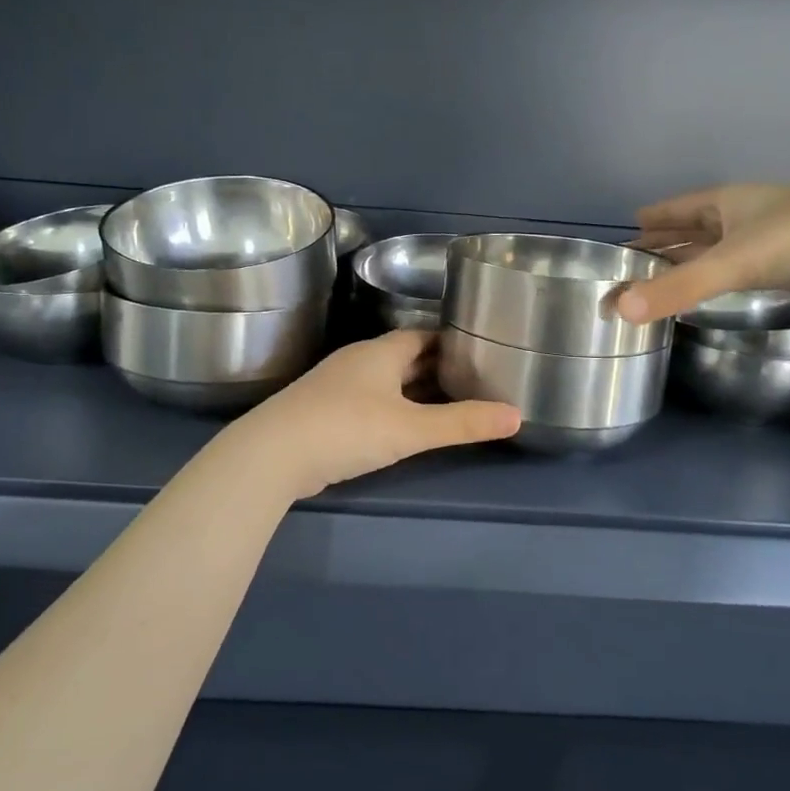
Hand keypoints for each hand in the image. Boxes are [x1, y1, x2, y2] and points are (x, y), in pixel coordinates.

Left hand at [230, 330, 520, 498]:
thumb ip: (462, 423)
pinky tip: (405, 425)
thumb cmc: (347, 428)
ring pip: (386, 380)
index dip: (452, 341)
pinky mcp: (324, 411)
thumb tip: (517, 416)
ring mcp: (338, 386)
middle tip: (474, 378)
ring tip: (449, 401)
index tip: (481, 349)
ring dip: (414, 388)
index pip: (423, 335)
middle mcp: (359, 361)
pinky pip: (370, 400)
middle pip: (405, 356)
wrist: (273, 455)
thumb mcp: (411, 428)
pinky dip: (393, 407)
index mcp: (380, 352)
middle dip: (437, 366)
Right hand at [619, 180, 789, 323]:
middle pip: (697, 228)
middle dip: (668, 241)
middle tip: (636, 258)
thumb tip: (618, 311)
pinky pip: (745, 269)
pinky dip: (724, 277)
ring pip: (722, 249)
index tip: (631, 225)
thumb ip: (677, 289)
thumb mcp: (732, 263)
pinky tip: (720, 287)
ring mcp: (773, 239)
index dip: (655, 217)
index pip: (679, 208)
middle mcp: (746, 216)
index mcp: (727, 203)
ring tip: (668, 274)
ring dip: (696, 259)